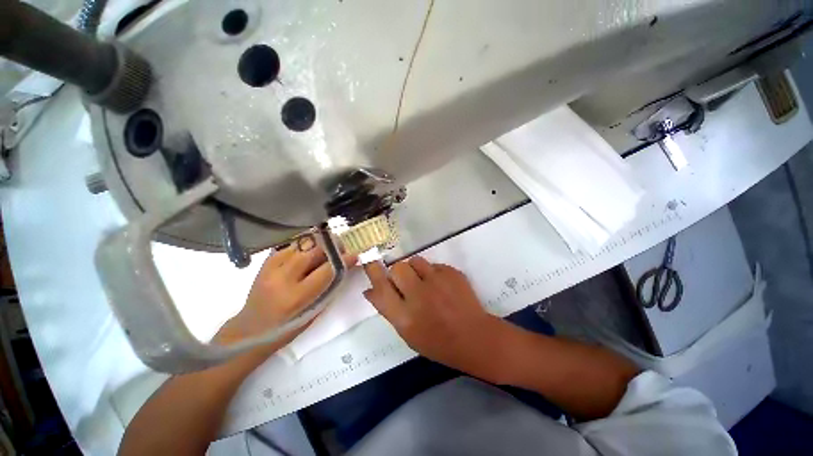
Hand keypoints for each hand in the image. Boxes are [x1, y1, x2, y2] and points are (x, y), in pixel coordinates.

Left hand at [218, 240, 356, 345]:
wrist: (251, 330)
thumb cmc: (287, 327)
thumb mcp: (313, 312)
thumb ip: (329, 287)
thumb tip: (344, 266)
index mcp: (296, 297)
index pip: (327, 270)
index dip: (344, 260)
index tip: (354, 255)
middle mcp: (282, 278)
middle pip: (314, 250)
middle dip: (332, 246)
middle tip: (341, 249)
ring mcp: (271, 267)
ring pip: (302, 243)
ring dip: (319, 243)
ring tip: (327, 248)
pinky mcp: (266, 262)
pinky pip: (291, 245)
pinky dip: (305, 245)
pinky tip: (310, 251)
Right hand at [363, 256, 513, 383]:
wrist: (474, 337)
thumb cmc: (438, 342)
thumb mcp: (407, 333)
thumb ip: (388, 310)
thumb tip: (371, 290)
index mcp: (404, 316)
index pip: (380, 287)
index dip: (373, 272)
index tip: (369, 262)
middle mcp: (418, 295)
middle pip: (397, 268)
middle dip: (397, 272)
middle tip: (406, 281)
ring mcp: (437, 282)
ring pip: (415, 261)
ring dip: (414, 269)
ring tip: (424, 280)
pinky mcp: (451, 273)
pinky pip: (433, 264)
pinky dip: (433, 272)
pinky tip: (442, 285)